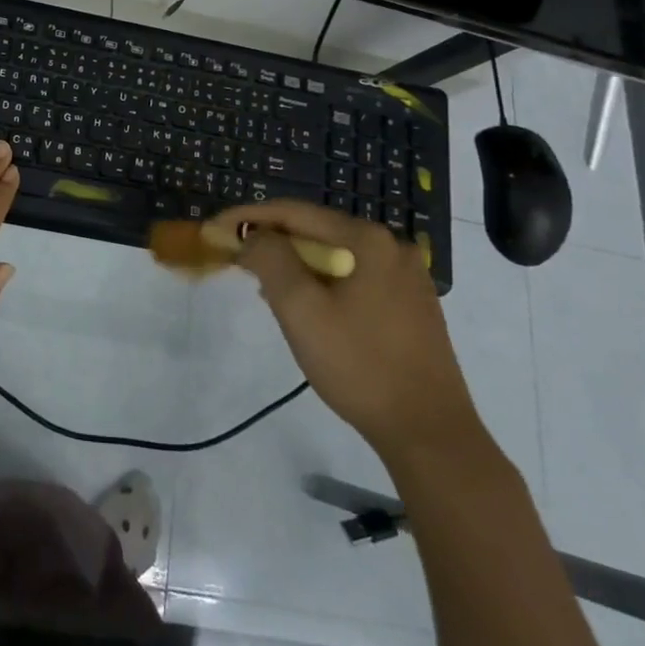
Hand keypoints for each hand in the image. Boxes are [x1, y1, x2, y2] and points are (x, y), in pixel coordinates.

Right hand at [211, 199, 482, 461]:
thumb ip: (270, 260)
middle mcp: (392, 246)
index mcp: (367, 239)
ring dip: (295, 264)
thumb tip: (252, 236)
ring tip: (263, 285)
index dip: (247, 218)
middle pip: (316, 230)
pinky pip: (354, 276)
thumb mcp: (300, 310)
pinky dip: (322, 281)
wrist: (430, 433)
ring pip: (335, 255)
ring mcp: (407, 275)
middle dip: (271, 242)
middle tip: (235, 260)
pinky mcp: (412, 303)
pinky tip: (305, 304)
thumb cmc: (359, 366)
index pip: (293, 212)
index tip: (214, 230)